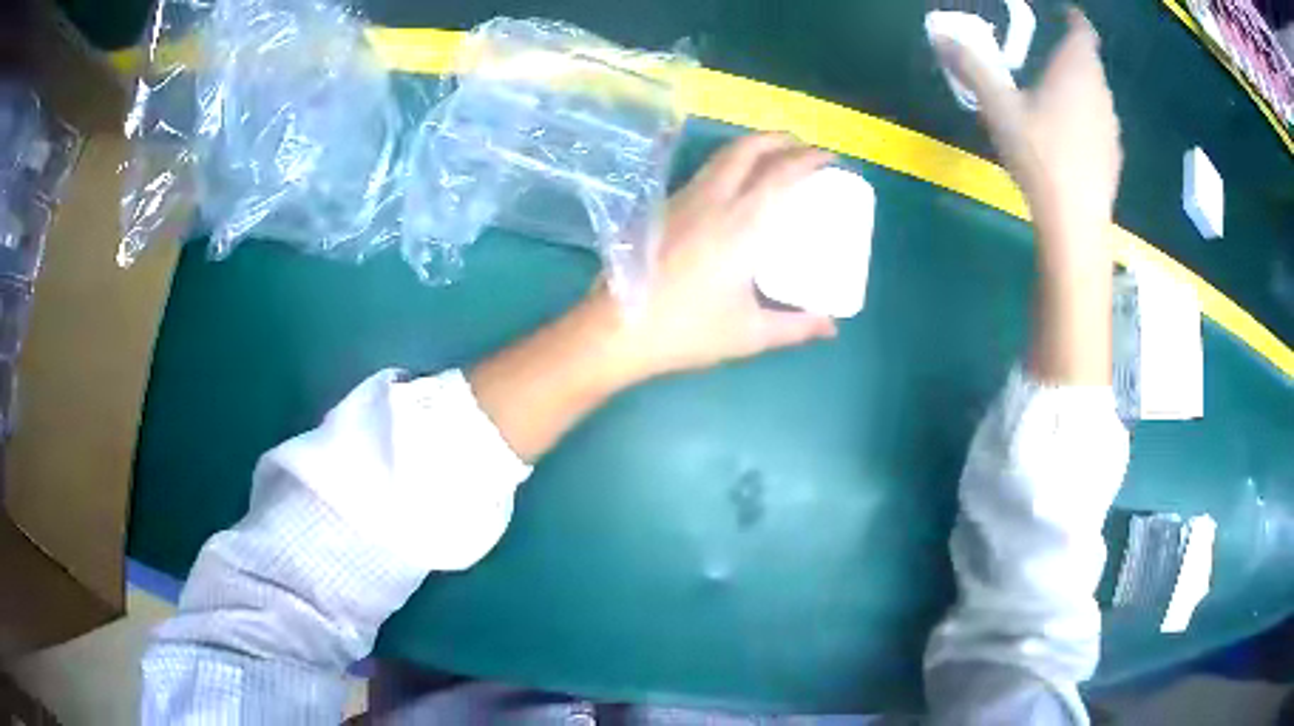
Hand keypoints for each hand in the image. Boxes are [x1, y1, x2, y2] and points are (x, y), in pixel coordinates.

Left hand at [596, 132, 837, 383]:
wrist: (615, 330)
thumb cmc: (686, 332)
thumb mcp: (750, 334)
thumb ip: (797, 326)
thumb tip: (831, 326)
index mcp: (741, 224)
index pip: (782, 174)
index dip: (809, 159)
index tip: (830, 158)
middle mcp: (712, 200)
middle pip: (747, 148)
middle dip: (779, 139)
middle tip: (801, 147)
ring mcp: (682, 200)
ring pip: (721, 157)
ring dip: (751, 147)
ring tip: (771, 158)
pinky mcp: (662, 209)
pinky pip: (703, 173)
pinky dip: (728, 165)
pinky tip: (732, 188)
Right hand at [935, 7, 1121, 263]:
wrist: (1074, 223)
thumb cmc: (1040, 156)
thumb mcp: (999, 107)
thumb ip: (972, 67)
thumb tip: (941, 36)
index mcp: (1076, 71)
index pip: (1083, 32)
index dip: (1075, 19)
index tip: (1064, 14)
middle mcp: (1100, 93)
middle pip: (1089, 63)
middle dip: (1071, 55)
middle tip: (1046, 59)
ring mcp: (1111, 127)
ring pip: (1096, 95)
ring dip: (1079, 89)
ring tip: (1055, 99)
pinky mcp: (1113, 157)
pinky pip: (1100, 124)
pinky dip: (1086, 119)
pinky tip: (1068, 139)